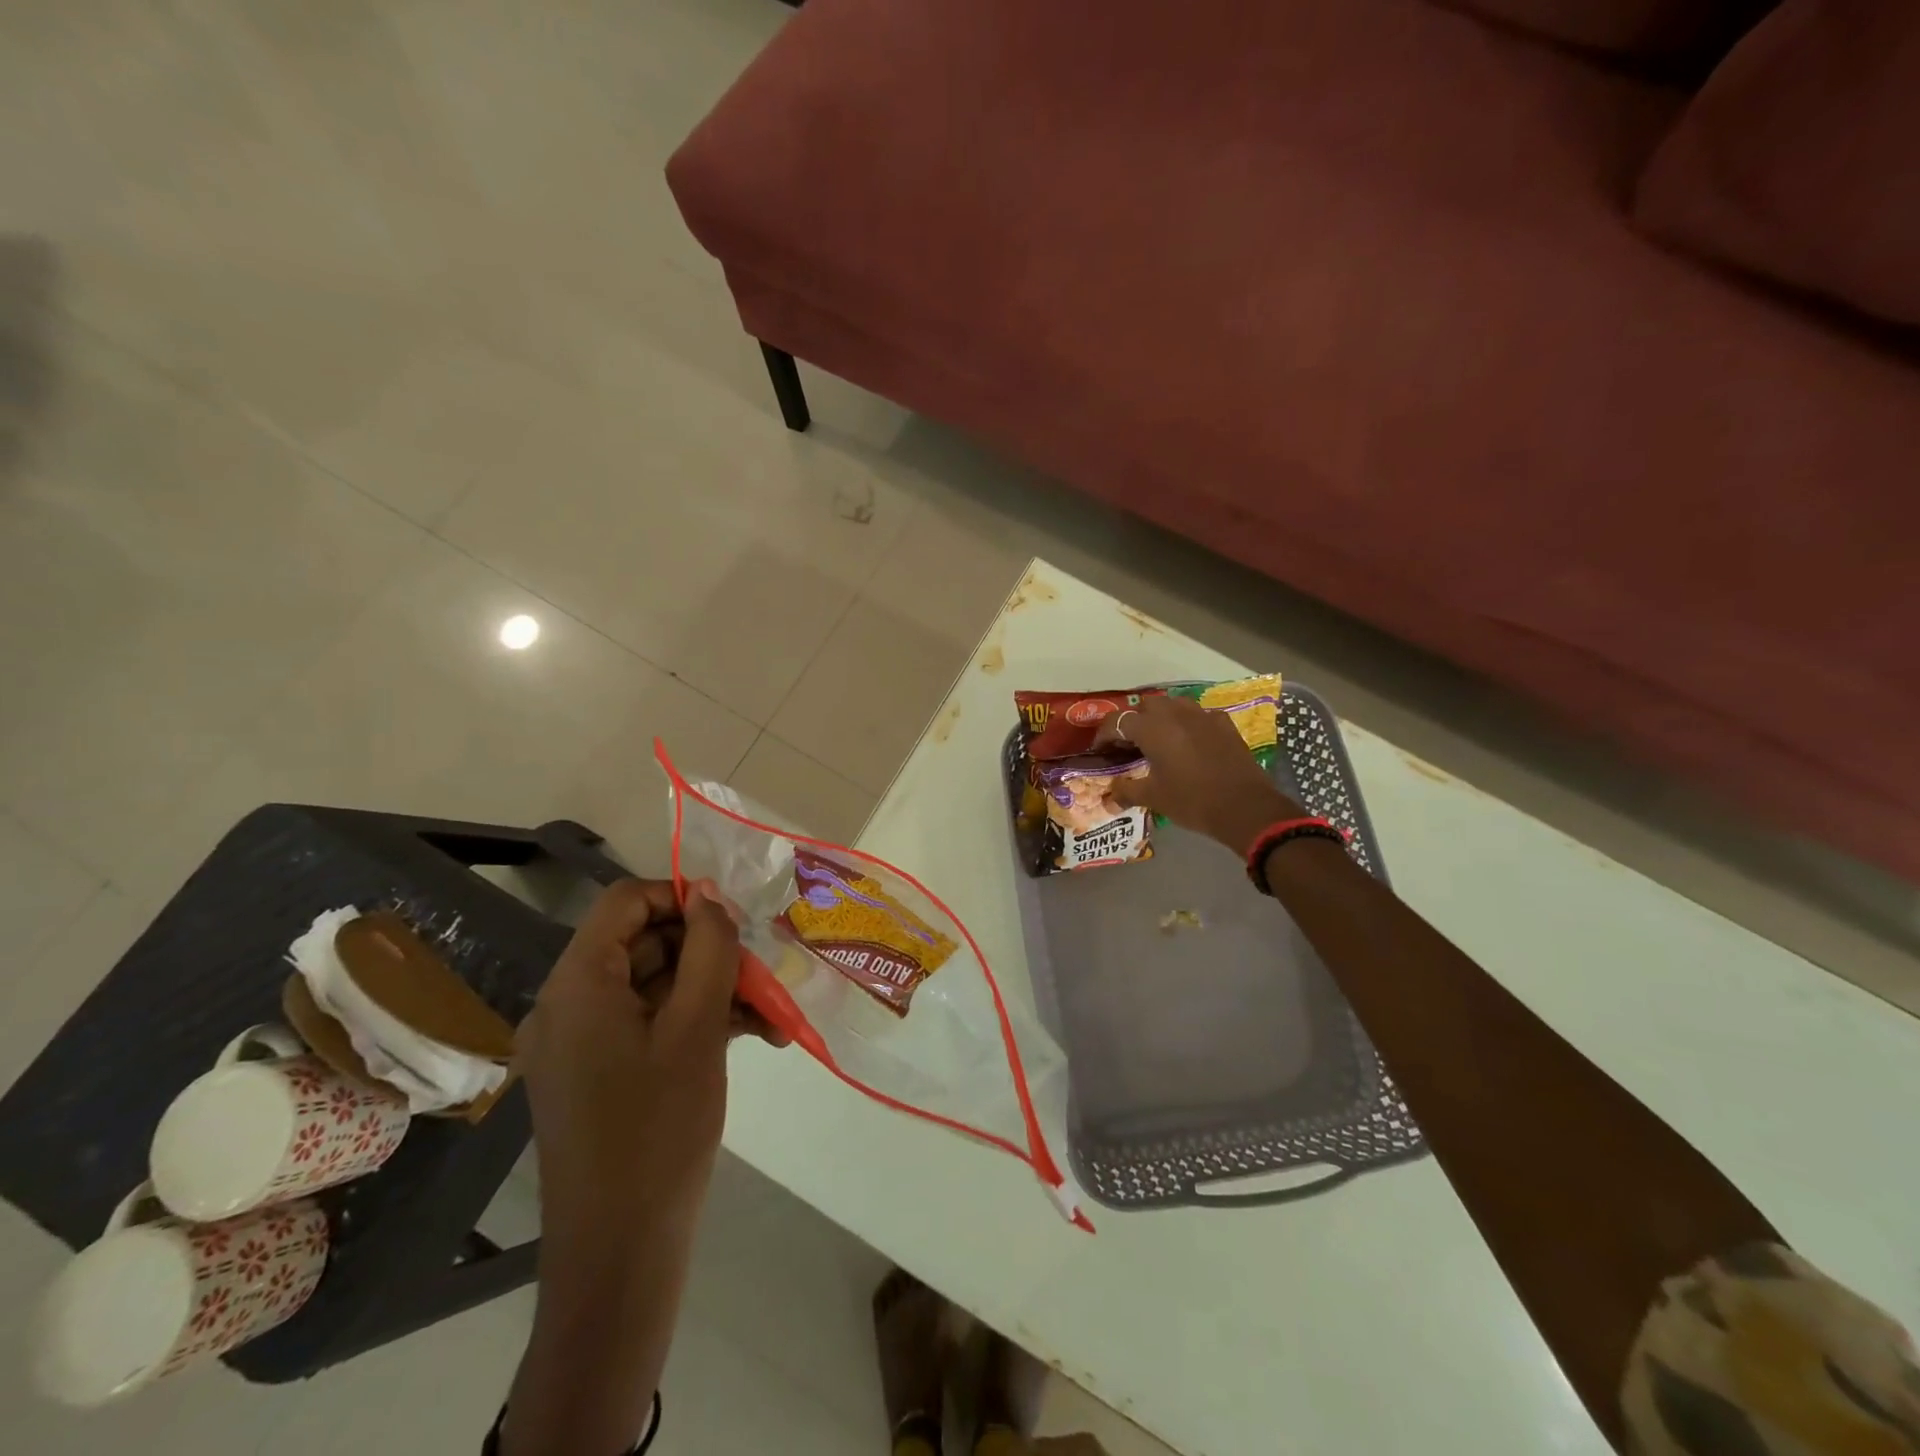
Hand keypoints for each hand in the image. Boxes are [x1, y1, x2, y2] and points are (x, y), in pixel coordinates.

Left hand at [515, 878, 745, 1245]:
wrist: (620, 1255)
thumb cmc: (658, 1129)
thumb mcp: (696, 1028)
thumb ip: (708, 948)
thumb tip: (709, 892)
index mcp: (578, 984)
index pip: (625, 902)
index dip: (682, 897)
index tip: (736, 920)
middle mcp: (569, 1005)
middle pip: (645, 944)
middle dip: (711, 951)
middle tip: (766, 971)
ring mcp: (583, 1043)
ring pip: (656, 986)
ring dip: (715, 990)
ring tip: (774, 1014)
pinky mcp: (600, 1073)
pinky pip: (651, 1024)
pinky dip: (698, 1023)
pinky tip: (757, 1036)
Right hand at [1097, 694, 1302, 855]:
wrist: (1245, 807)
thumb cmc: (1192, 801)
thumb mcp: (1154, 798)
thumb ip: (1126, 791)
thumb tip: (1108, 797)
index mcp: (1153, 729)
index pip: (1118, 721)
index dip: (1104, 734)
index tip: (1100, 749)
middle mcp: (1175, 714)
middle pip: (1146, 706)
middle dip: (1135, 721)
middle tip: (1130, 744)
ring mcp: (1203, 716)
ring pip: (1174, 705)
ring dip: (1162, 717)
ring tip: (1159, 739)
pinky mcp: (1224, 724)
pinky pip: (1199, 715)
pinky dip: (1189, 724)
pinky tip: (1190, 742)